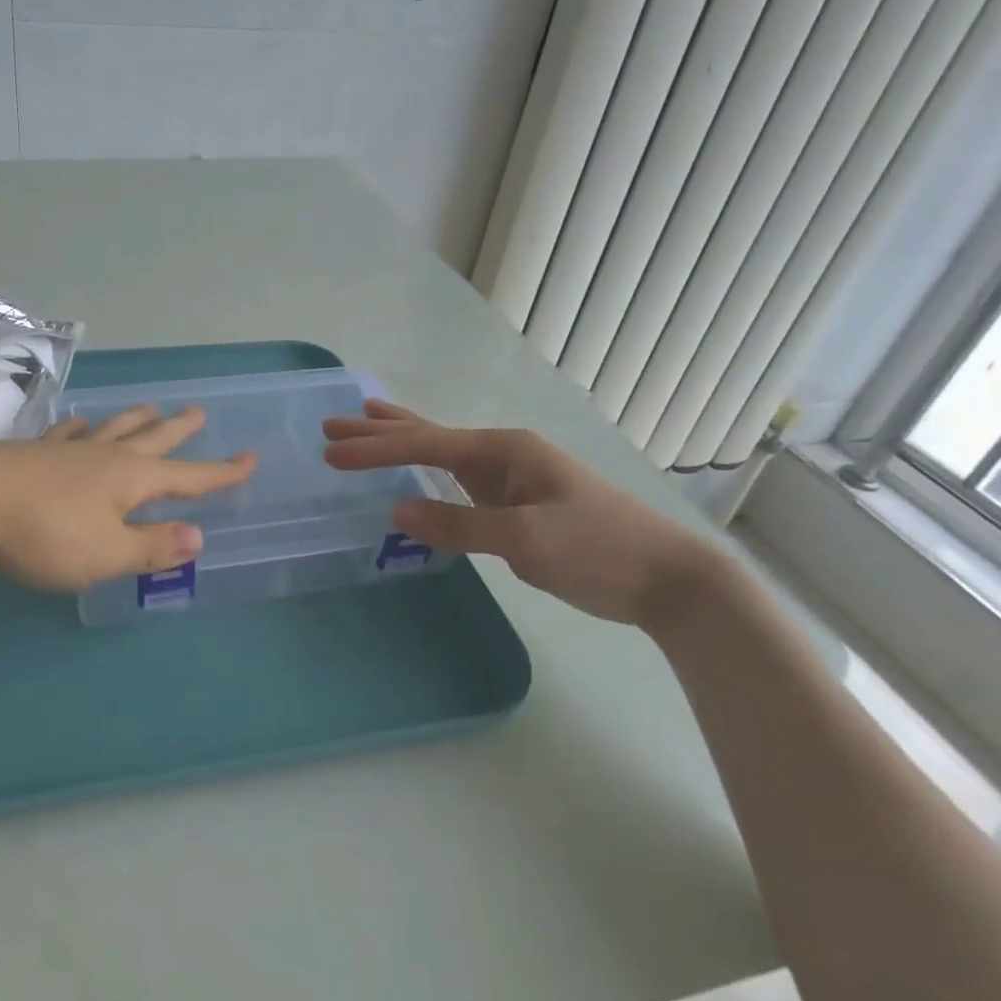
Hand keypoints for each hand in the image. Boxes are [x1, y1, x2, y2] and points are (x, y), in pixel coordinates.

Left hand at [0, 405, 255, 592]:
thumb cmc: (40, 534)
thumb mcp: (104, 554)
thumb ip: (151, 547)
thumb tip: (200, 537)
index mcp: (130, 479)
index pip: (188, 477)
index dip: (221, 473)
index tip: (250, 458)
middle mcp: (104, 456)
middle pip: (152, 439)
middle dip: (179, 430)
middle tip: (199, 413)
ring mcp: (66, 450)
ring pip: (112, 428)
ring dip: (136, 419)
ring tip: (152, 407)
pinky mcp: (32, 452)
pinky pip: (68, 434)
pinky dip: (82, 428)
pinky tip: (81, 422)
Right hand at [322, 400, 734, 627]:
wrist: (669, 580)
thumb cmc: (600, 550)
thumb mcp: (527, 539)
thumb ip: (460, 524)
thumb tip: (397, 510)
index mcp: (505, 450)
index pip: (427, 444)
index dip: (377, 448)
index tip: (332, 452)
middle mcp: (503, 454)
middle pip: (429, 436)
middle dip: (380, 432)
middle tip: (331, 426)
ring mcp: (510, 478)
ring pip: (442, 453)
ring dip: (401, 440)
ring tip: (365, 420)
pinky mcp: (515, 504)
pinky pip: (457, 480)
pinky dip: (427, 470)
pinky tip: (417, 472)